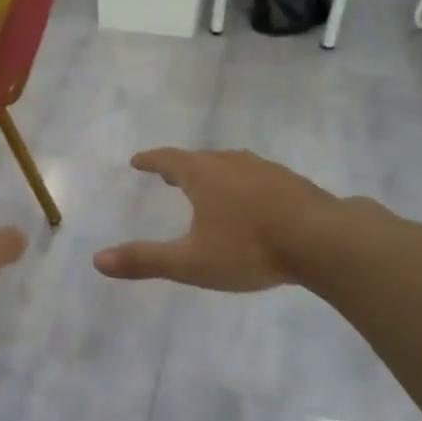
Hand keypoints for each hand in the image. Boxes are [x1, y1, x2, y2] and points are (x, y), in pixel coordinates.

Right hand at [94, 148, 345, 290]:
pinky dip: (243, 184)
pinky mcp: (292, 183)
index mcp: (203, 175)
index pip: (168, 159)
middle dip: (181, 167)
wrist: (324, 240)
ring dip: (214, 173)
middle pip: (199, 159)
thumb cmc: (249, 248)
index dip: (150, 160)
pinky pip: (257, 176)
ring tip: (209, 186)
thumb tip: (97, 260)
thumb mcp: (191, 262)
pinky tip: (253, 202)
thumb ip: (145, 260)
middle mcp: (231, 163)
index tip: (137, 161)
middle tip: (169, 175)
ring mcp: (265, 170)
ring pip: (231, 165)